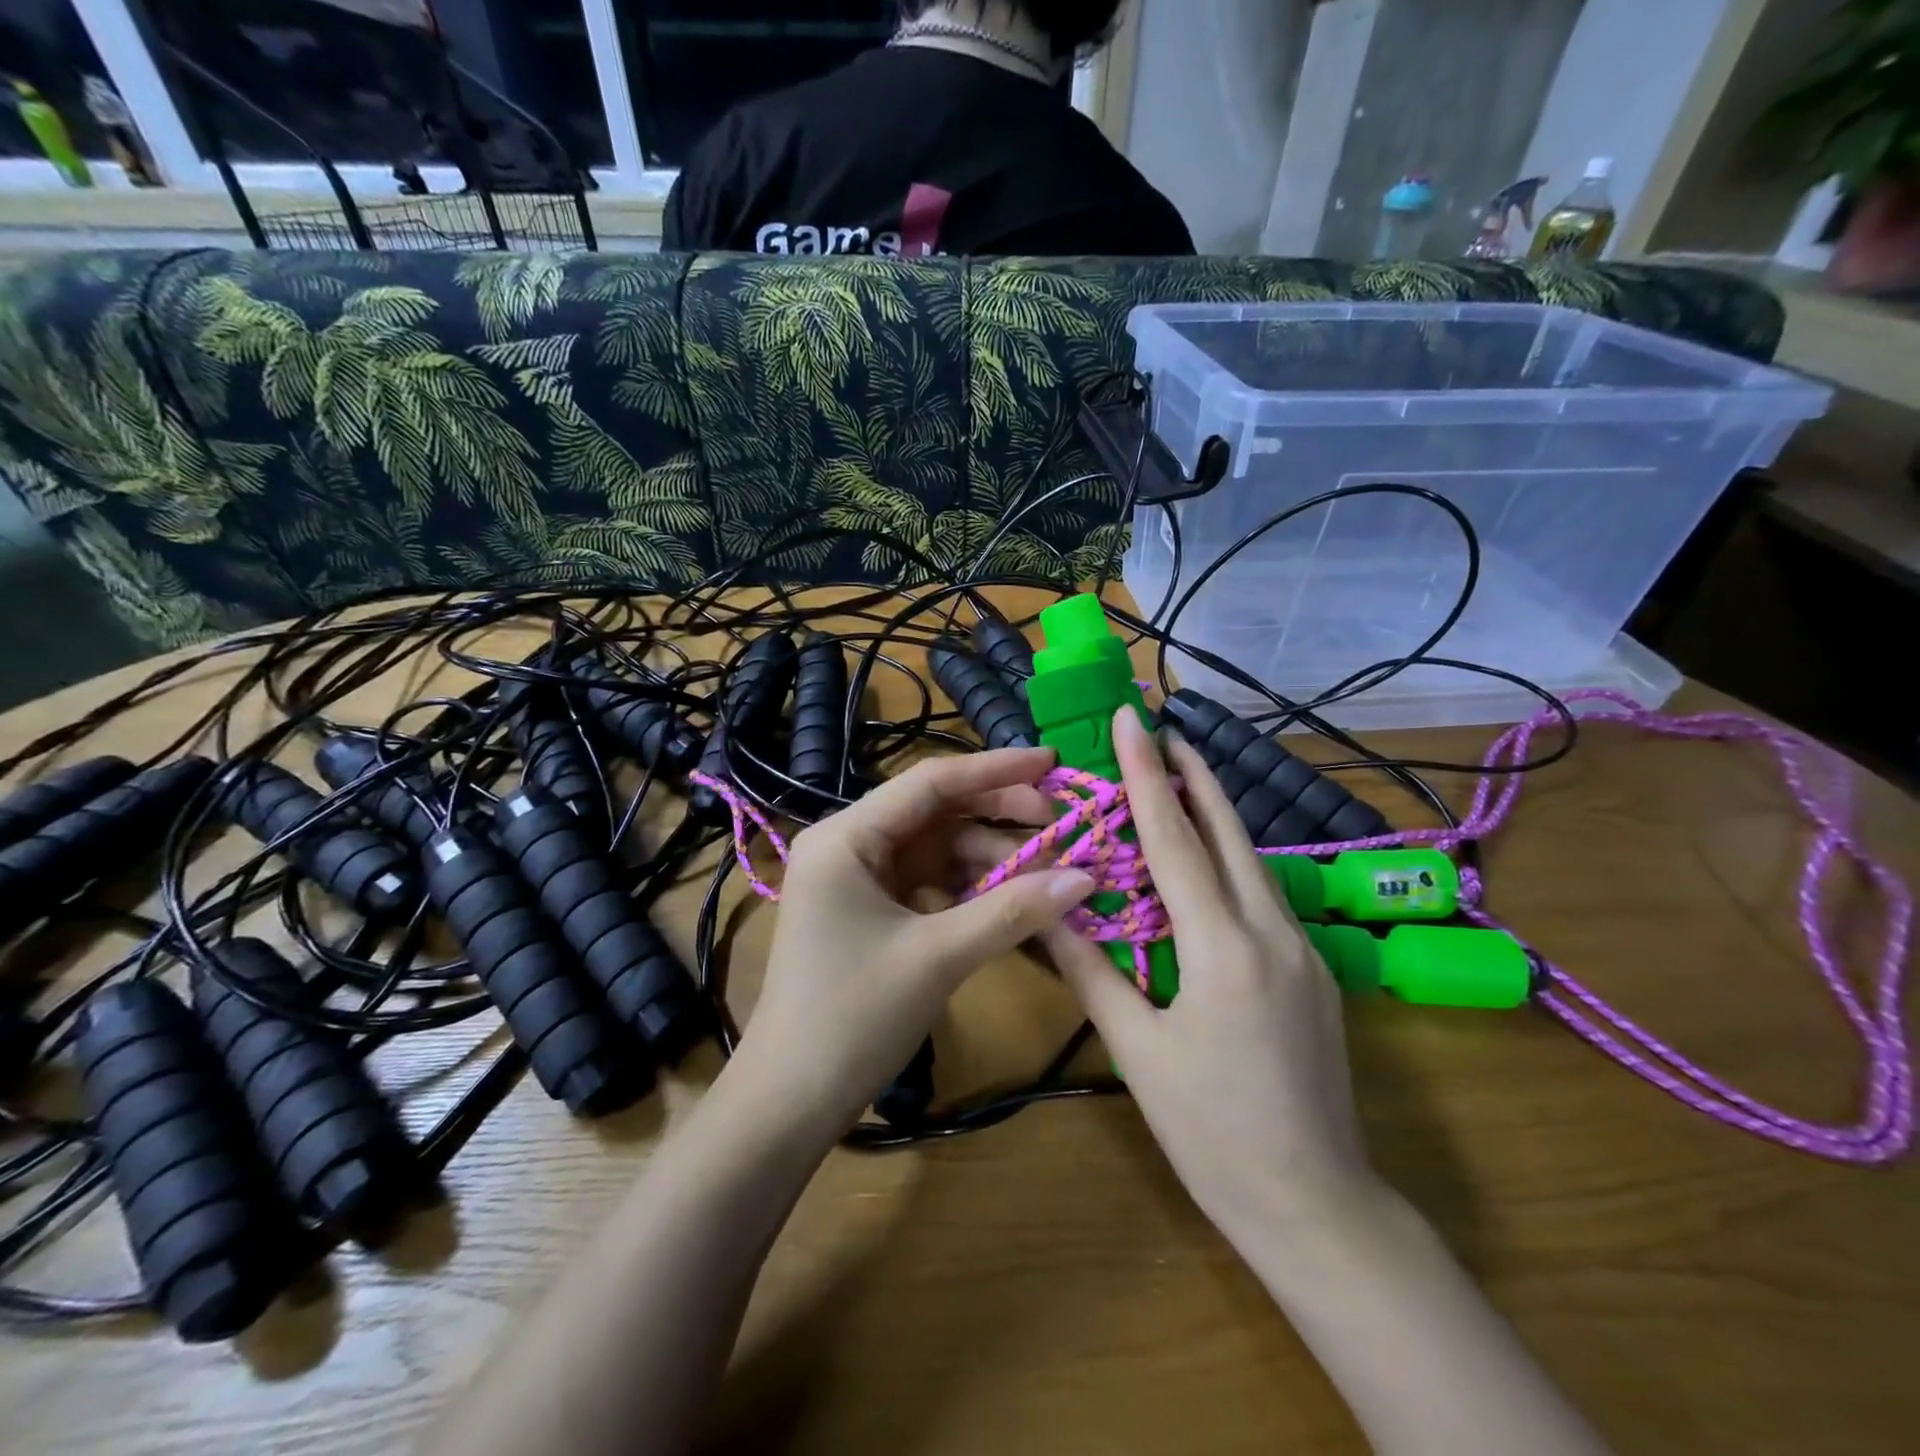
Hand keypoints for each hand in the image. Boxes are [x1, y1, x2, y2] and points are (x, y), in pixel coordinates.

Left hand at [735, 748, 1095, 1136]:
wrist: (790, 1102)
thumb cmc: (854, 1018)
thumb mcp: (938, 957)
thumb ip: (1013, 911)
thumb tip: (1087, 878)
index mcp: (846, 837)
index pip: (930, 782)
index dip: (995, 770)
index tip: (1052, 761)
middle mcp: (847, 844)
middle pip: (935, 812)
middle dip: (998, 817)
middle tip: (1060, 826)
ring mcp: (857, 879)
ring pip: (936, 849)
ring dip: (990, 857)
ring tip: (1046, 873)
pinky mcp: (869, 911)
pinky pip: (928, 882)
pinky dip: (969, 887)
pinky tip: (1010, 898)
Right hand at [1043, 708, 1379, 1239]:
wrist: (1317, 1206)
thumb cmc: (1212, 1132)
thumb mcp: (1137, 1051)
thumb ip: (1092, 971)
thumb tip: (1050, 909)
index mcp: (1223, 948)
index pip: (1175, 840)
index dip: (1148, 775)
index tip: (1133, 720)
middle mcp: (1271, 933)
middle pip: (1229, 833)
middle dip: (1195, 776)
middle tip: (1164, 731)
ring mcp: (1303, 950)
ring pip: (1254, 861)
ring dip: (1215, 815)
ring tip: (1179, 782)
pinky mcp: (1313, 971)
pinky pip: (1264, 896)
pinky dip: (1230, 862)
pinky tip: (1208, 865)